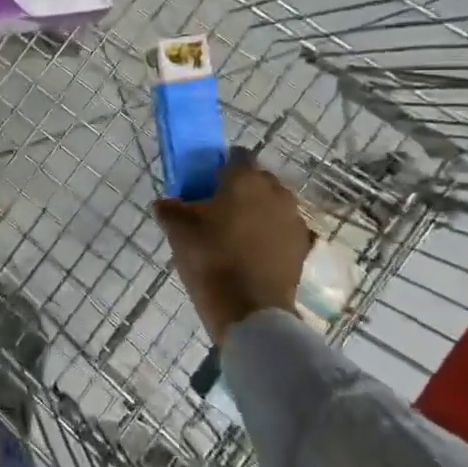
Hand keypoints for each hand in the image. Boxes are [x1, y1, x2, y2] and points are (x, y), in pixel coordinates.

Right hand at [153, 152, 310, 343]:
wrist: (250, 310)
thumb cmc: (211, 260)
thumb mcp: (178, 233)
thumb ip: (170, 210)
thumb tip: (164, 203)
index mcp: (245, 179)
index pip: (237, 155)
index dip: (221, 166)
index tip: (207, 183)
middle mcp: (275, 191)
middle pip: (258, 179)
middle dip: (241, 189)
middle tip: (218, 210)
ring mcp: (294, 219)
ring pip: (273, 205)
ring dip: (259, 212)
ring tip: (237, 234)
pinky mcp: (303, 246)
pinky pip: (283, 230)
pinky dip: (272, 235)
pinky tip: (255, 253)